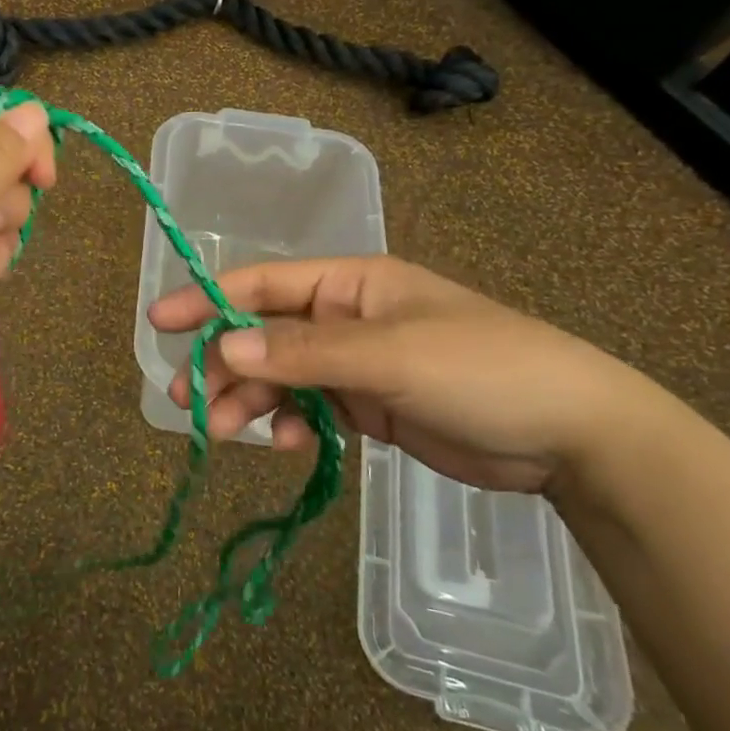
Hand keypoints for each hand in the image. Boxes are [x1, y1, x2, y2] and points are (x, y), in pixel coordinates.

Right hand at [148, 255, 679, 494]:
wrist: (571, 435)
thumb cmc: (481, 369)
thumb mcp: (388, 355)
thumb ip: (304, 352)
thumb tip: (226, 345)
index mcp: (349, 284)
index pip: (263, 284)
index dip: (207, 300)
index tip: (158, 321)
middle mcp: (344, 318)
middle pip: (263, 335)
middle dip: (225, 365)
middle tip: (187, 402)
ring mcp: (355, 364)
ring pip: (281, 377)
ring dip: (250, 401)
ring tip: (223, 433)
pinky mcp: (368, 407)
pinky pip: (310, 410)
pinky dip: (292, 425)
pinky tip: (290, 446)